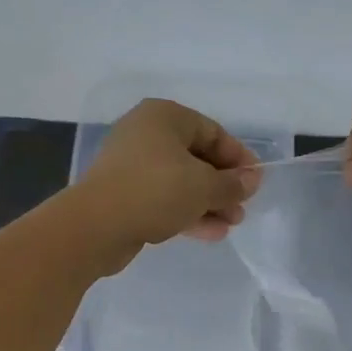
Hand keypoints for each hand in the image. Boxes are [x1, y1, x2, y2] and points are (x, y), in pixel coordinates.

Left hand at [75, 99, 260, 266]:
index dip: (238, 158)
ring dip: (208, 202)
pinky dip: (186, 212)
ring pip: (180, 181)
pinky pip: (163, 198)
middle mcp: (146, 134)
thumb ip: (233, 183)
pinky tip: (211, 233)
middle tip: (242, 208)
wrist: (95, 226)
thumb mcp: (204, 186)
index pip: (212, 132)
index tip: (256, 182)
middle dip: (223, 185)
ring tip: (231, 225)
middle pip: (196, 157)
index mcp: (164, 117)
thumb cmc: (156, 190)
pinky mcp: (124, 194)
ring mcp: (132, 165)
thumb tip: (252, 180)